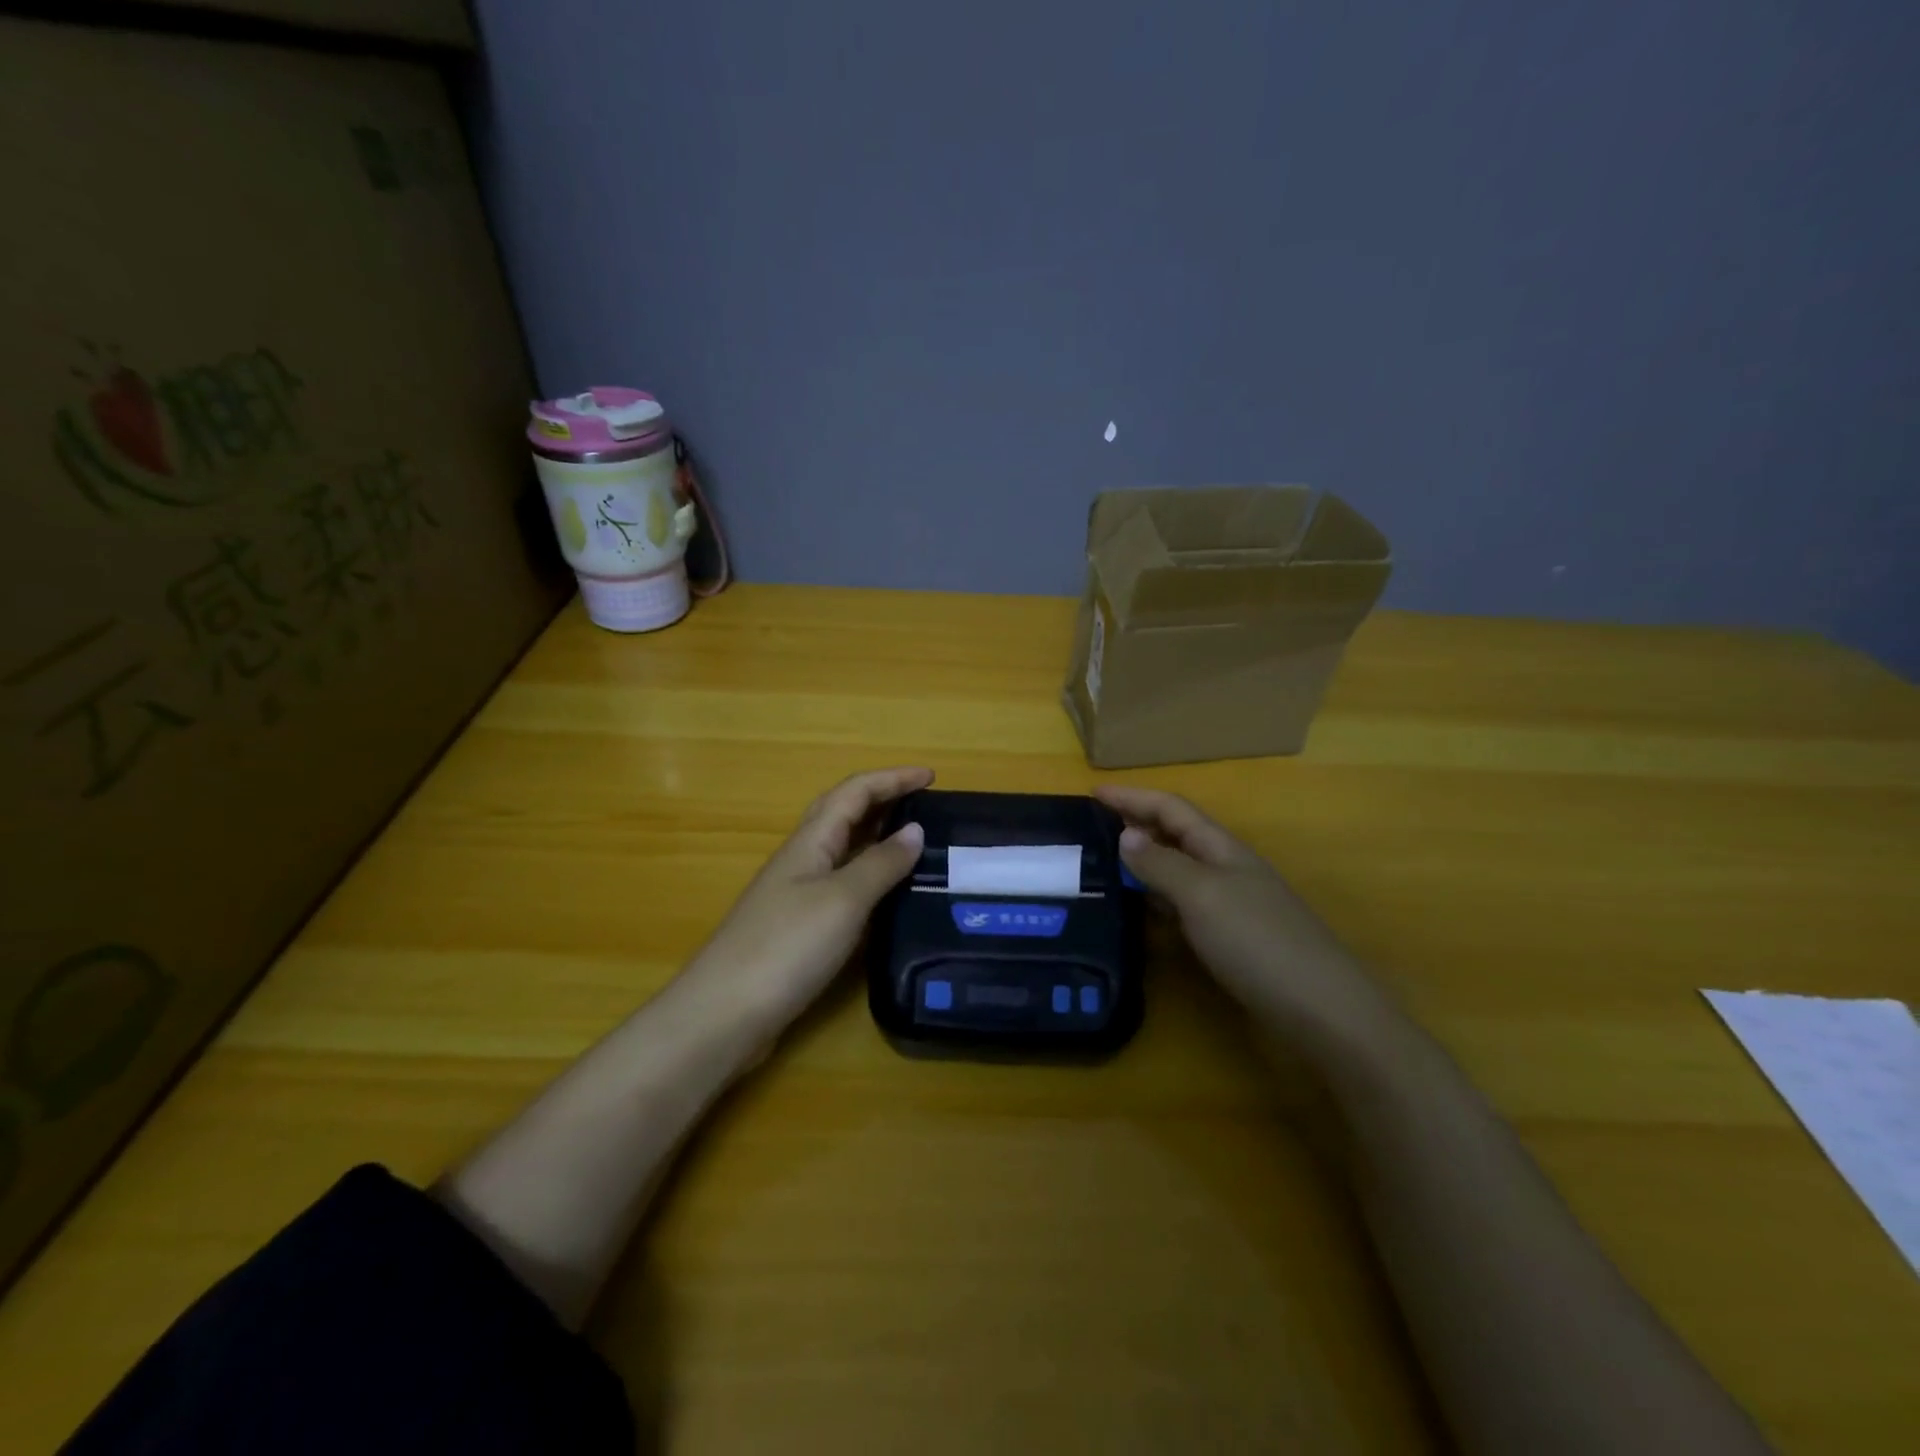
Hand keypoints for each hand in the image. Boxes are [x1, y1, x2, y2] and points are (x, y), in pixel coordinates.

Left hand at [684, 767, 930, 1032]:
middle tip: (925, 804)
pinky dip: (869, 876)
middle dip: (883, 799)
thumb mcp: (843, 900)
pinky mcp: (798, 929)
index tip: (932, 776)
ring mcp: (797, 895)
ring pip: (843, 850)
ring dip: (877, 836)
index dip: (892, 779)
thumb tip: (914, 830)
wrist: (723, 1015)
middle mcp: (802, 860)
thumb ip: (880, 864)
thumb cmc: (786, 947)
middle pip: (843, 813)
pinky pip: (842, 885)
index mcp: (810, 842)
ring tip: (916, 842)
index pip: (854, 792)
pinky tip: (888, 895)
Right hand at [1093, 785, 1396, 1052]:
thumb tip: (1126, 834)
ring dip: (1146, 860)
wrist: (1324, 1012)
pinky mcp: (1234, 939)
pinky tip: (1144, 910)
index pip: (1171, 808)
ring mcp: (1234, 905)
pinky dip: (1159, 897)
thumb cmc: (1259, 942)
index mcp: (1222, 849)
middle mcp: (1228, 869)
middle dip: (1137, 824)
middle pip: (1177, 834)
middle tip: (1093, 828)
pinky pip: (1186, 903)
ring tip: (1107, 864)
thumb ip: (1162, 864)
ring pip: (1181, 869)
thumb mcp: (1202, 896)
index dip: (1132, 797)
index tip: (1092, 793)